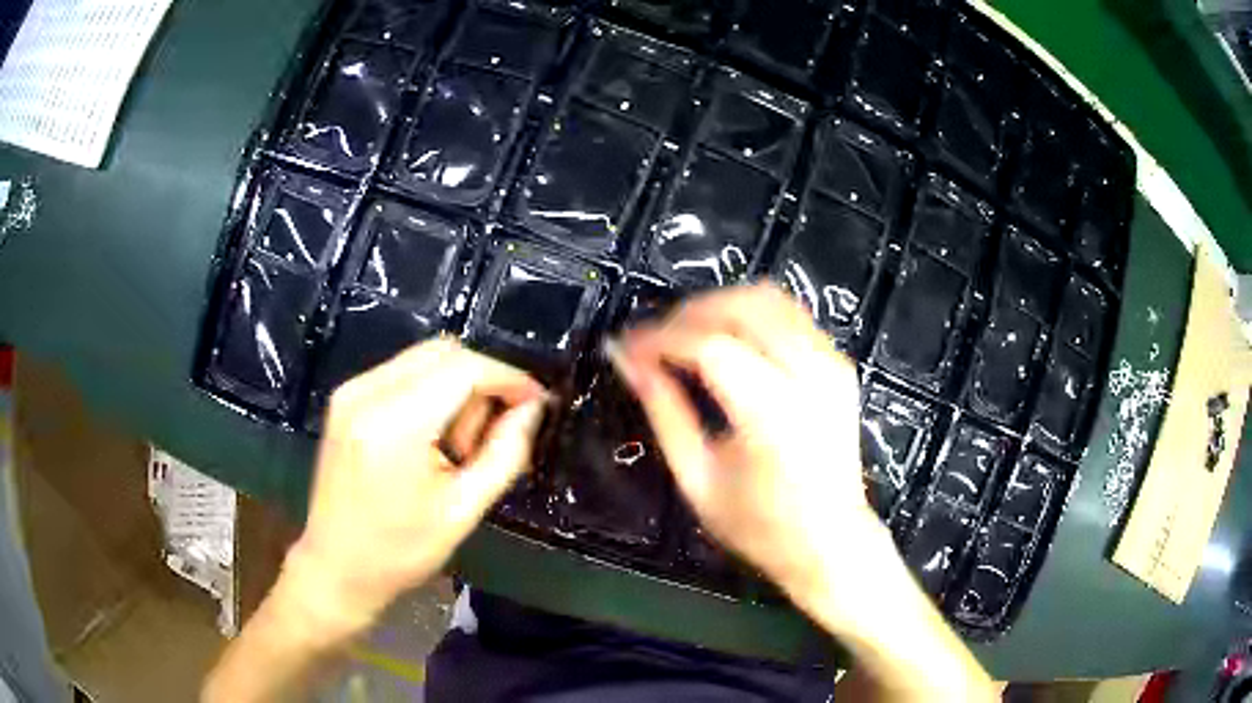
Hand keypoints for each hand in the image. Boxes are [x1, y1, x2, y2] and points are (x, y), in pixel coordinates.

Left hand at [284, 338, 546, 636]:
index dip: (508, 377)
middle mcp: (366, 391)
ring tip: (456, 446)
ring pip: (424, 358)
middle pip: (443, 352)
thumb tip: (531, 409)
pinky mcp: (345, 399)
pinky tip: (431, 438)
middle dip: (481, 382)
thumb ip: (504, 453)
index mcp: (394, 423)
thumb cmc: (399, 551)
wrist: (335, 566)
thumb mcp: (462, 511)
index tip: (537, 401)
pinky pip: (402, 373)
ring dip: (456, 387)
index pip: (464, 369)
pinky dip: (430, 392)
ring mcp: (350, 391)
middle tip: (491, 434)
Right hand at [610, 284, 878, 604]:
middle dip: (687, 314)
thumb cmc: (761, 526)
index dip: (660, 339)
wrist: (832, 542)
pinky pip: (788, 313)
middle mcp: (811, 374)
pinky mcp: (839, 362)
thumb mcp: (697, 478)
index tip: (625, 347)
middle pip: (741, 306)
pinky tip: (724, 342)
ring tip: (683, 338)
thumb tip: (628, 361)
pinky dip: (747, 315)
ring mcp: (832, 362)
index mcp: (774, 413)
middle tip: (651, 342)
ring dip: (717, 307)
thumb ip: (664, 411)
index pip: (708, 346)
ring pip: (767, 298)